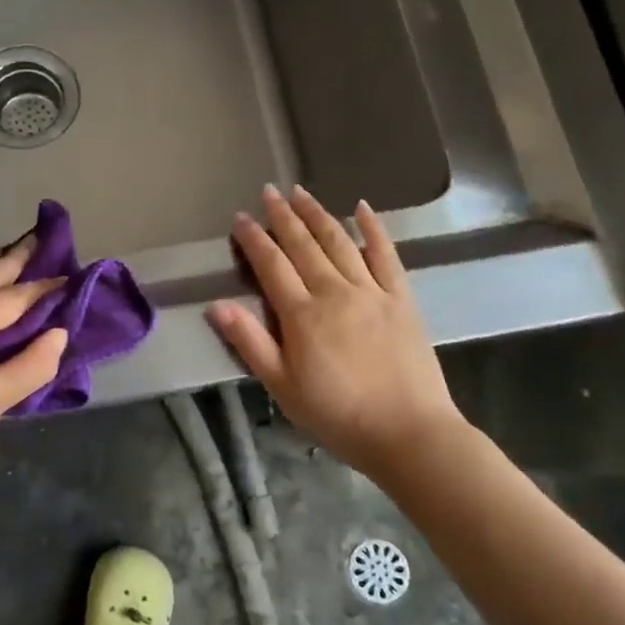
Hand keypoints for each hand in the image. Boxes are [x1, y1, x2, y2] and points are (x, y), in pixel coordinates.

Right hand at [208, 185, 467, 482]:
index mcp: (302, 314)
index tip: (240, 218)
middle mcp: (334, 292)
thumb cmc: (338, 416)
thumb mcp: (282, 387)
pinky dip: (373, 229)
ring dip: (318, 214)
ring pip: (339, 241)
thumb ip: (250, 343)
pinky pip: (386, 255)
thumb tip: (216, 305)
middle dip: (283, 216)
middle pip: (304, 244)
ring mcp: (371, 291)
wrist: (408, 433)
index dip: (254, 239)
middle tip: (269, 191)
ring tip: (302, 192)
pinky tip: (362, 208)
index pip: (271, 265)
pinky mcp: (401, 299)